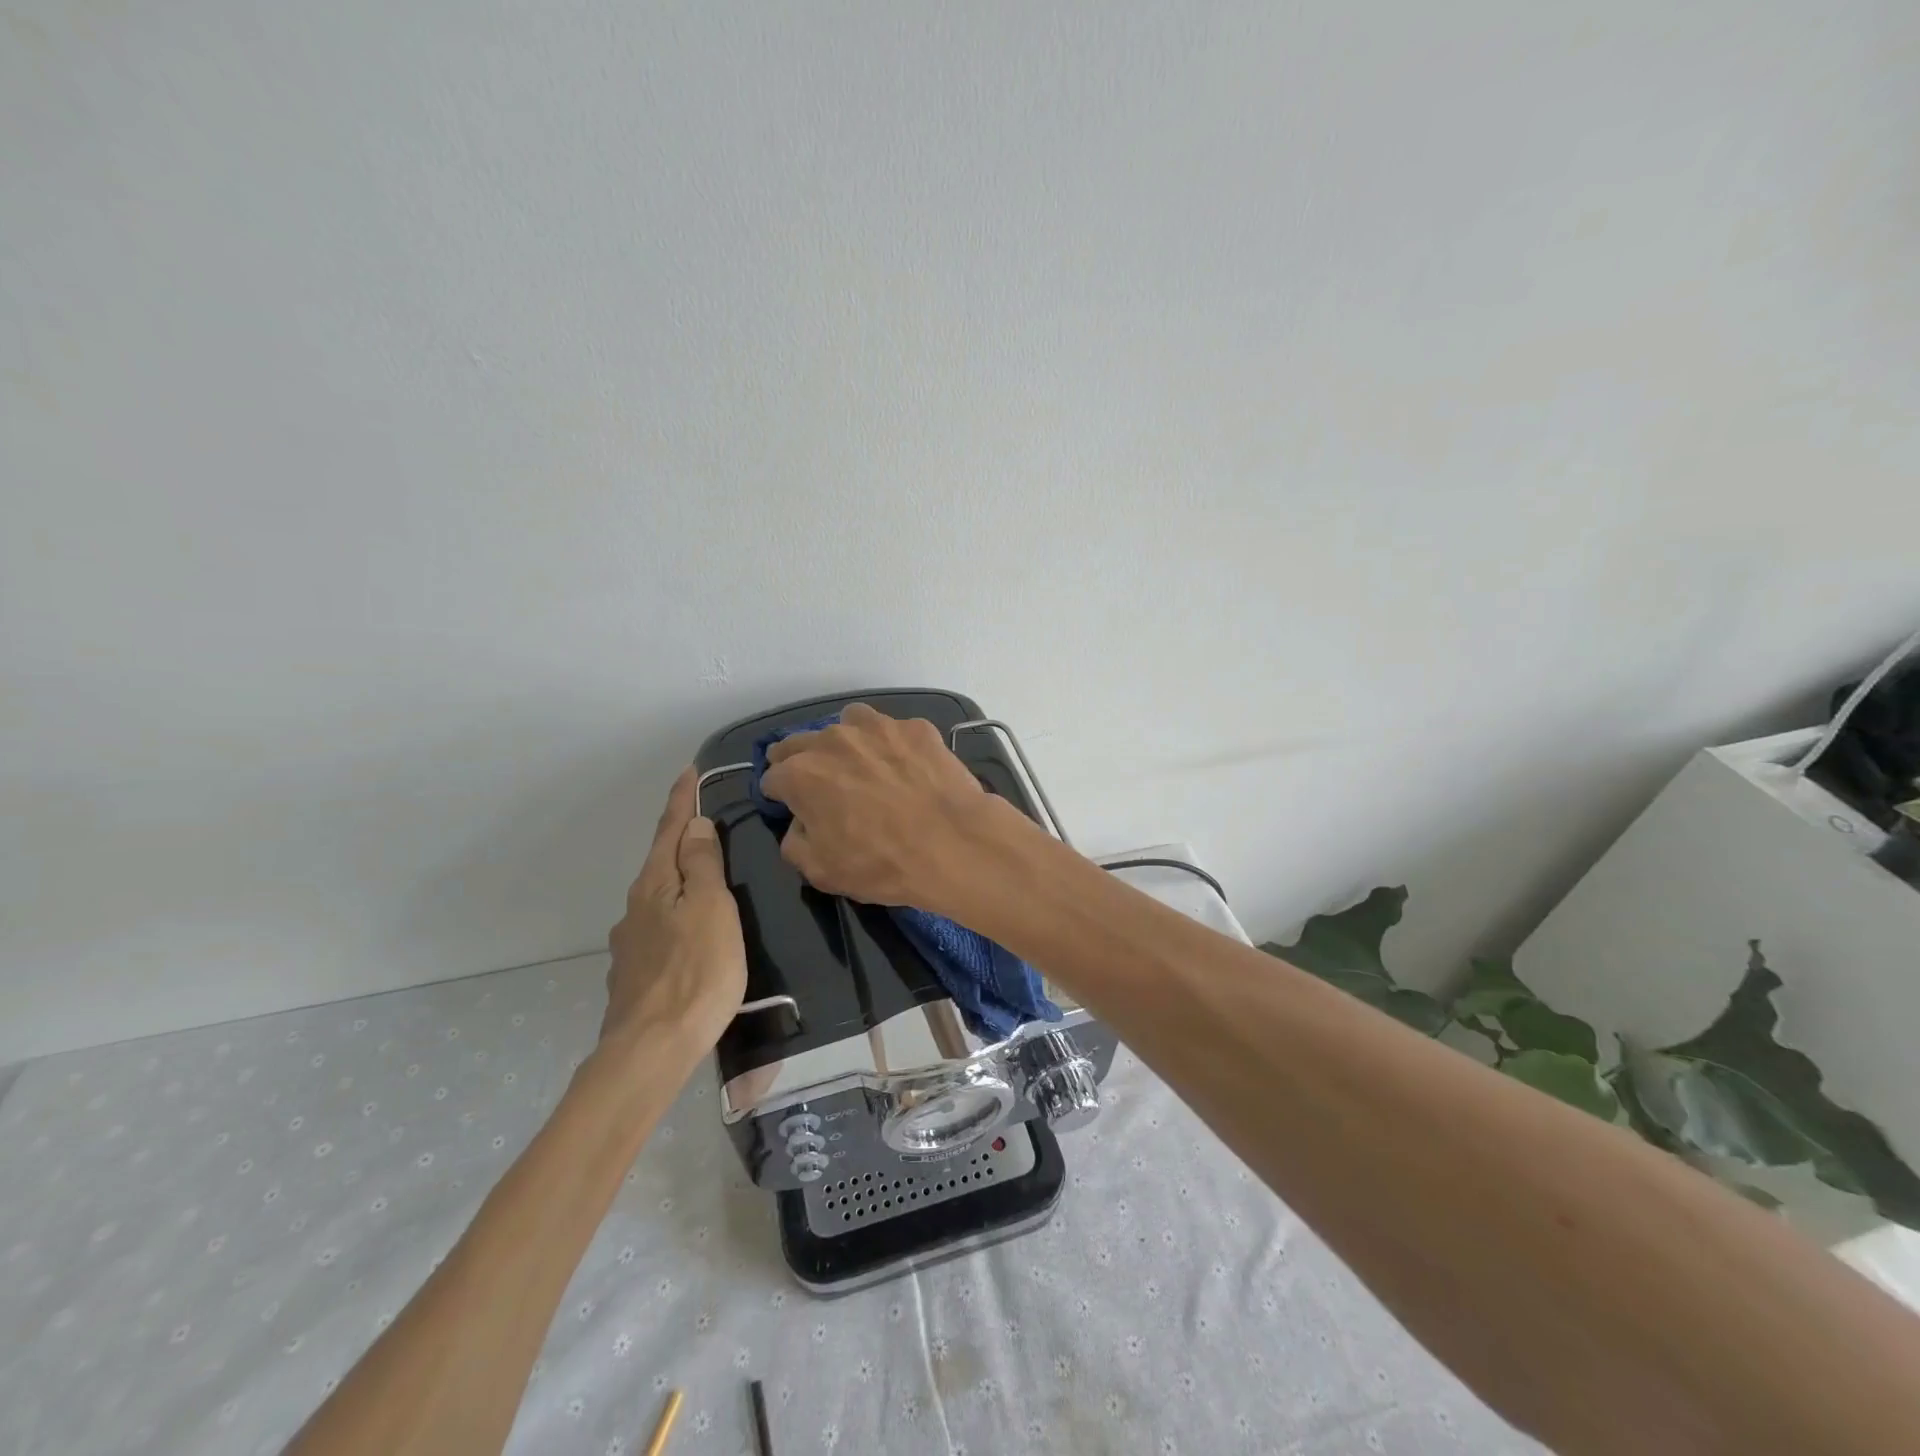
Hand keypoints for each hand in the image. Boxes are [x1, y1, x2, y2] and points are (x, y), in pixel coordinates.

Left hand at [602, 766, 746, 1062]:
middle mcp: (635, 908)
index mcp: (655, 885)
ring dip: (677, 880)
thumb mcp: (711, 909)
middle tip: (704, 823)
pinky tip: (688, 935)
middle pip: (660, 862)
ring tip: (704, 882)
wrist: (651, 1050)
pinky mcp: (633, 975)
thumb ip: (702, 865)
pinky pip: (657, 930)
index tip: (689, 770)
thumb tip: (695, 824)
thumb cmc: (696, 972)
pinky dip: (674, 917)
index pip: (670, 830)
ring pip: (657, 898)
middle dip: (679, 839)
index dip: (681, 800)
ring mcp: (629, 944)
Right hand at [760, 702, 1017, 913]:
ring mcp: (877, 727)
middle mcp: (832, 740)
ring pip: (847, 723)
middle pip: (801, 743)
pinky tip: (906, 766)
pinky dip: (890, 744)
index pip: (772, 778)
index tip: (792, 807)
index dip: (779, 795)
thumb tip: (799, 824)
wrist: (954, 844)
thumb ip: (795, 842)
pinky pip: (892, 729)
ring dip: (845, 741)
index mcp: (801, 774)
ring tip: (862, 764)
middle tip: (820, 785)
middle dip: (801, 761)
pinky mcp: (915, 727)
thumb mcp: (821, 871)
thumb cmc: (881, 863)